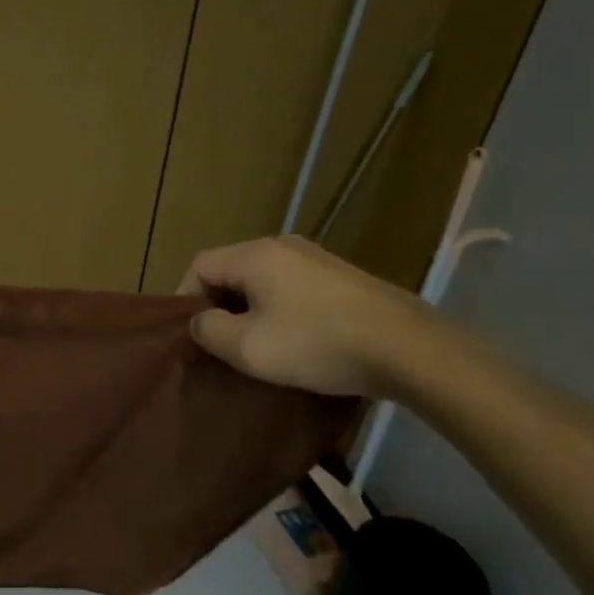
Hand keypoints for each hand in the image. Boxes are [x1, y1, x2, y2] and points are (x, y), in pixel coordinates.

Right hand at [177, 235, 437, 397]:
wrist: (408, 348)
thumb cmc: (316, 344)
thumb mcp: (249, 347)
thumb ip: (210, 331)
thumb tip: (200, 322)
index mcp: (255, 255)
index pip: (200, 265)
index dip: (186, 299)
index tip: (193, 337)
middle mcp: (283, 246)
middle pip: (231, 269)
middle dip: (218, 305)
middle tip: (221, 344)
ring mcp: (317, 259)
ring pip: (263, 280)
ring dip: (250, 310)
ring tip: (256, 346)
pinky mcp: (342, 278)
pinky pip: (292, 288)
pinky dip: (279, 310)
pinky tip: (294, 341)